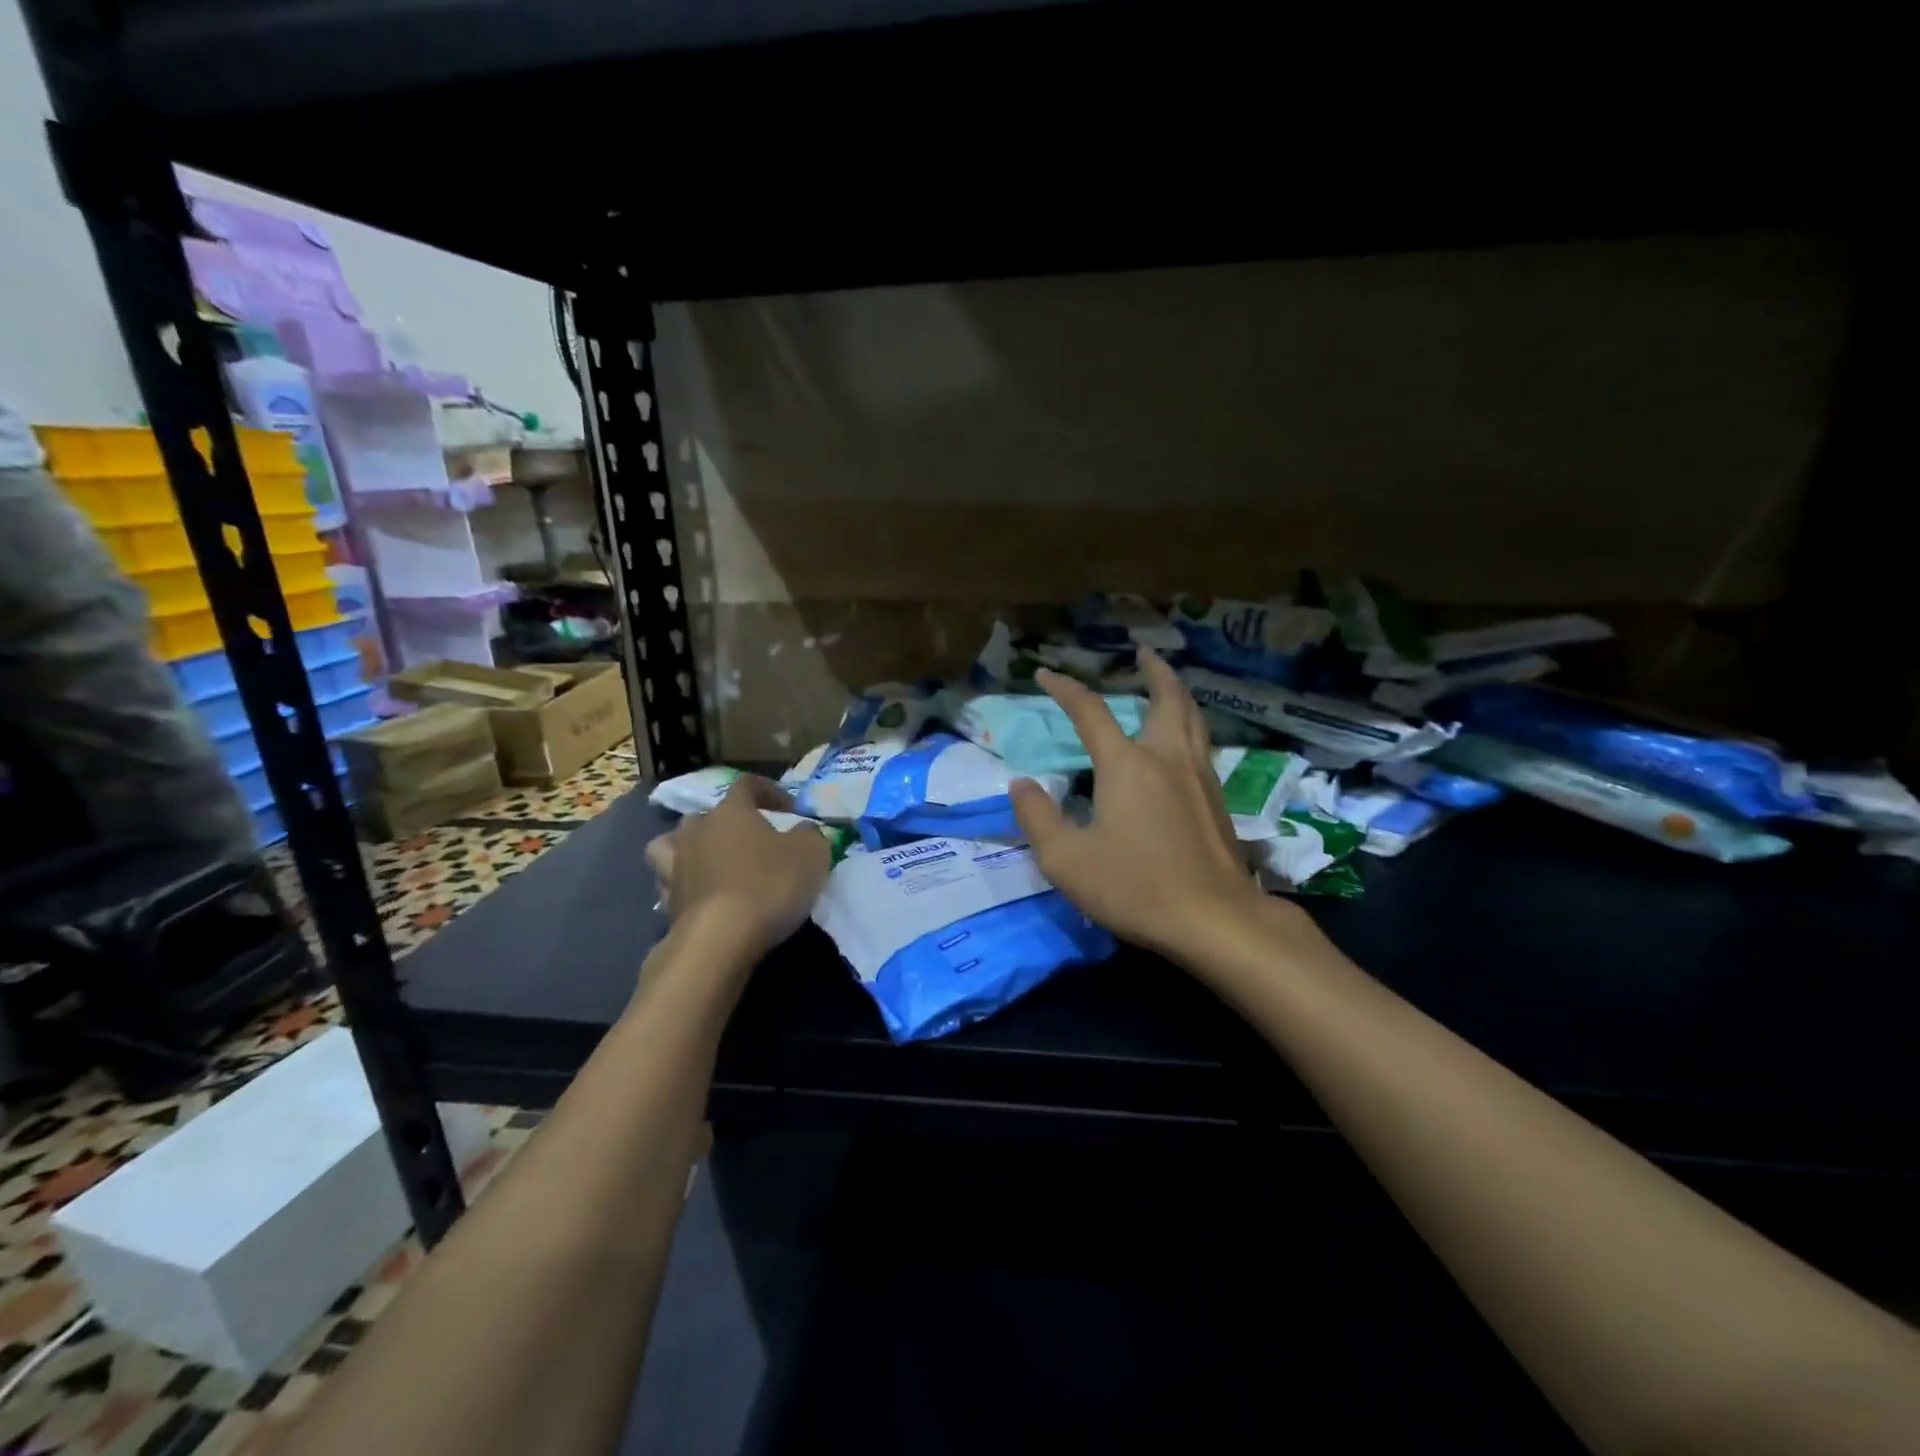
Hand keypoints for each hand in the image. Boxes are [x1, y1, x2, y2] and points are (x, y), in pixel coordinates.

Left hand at [646, 776, 830, 960]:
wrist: (720, 940)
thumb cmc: (769, 886)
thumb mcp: (811, 853)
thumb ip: (809, 834)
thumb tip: (803, 830)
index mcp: (731, 812)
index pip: (747, 785)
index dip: (769, 791)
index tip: (790, 809)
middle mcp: (697, 831)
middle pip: (708, 815)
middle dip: (730, 823)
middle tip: (753, 840)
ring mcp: (675, 866)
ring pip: (673, 843)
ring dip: (692, 848)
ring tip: (712, 863)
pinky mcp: (666, 901)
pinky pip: (671, 882)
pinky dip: (684, 884)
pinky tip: (701, 896)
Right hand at [1011, 649, 1273, 961]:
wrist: (1214, 919)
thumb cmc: (1135, 886)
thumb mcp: (1065, 859)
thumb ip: (1038, 817)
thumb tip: (1022, 785)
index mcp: (1126, 764)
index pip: (1090, 711)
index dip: (1064, 688)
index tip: (1044, 674)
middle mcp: (1166, 757)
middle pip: (1166, 698)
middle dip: (1153, 670)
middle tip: (1143, 653)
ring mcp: (1199, 776)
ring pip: (1192, 717)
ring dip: (1177, 693)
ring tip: (1167, 684)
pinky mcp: (1218, 800)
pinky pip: (1202, 743)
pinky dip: (1189, 724)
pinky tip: (1182, 742)